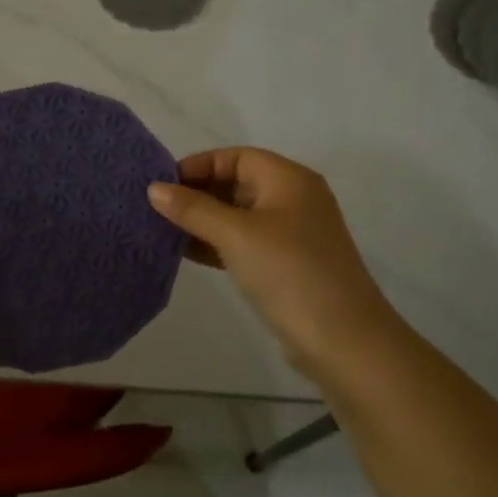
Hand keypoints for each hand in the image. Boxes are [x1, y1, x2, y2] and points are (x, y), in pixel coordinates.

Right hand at [148, 148, 397, 373]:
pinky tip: (186, 253)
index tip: (163, 183)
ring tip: (163, 230)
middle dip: (197, 193)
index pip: (237, 156)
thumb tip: (154, 188)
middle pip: (237, 183)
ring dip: (203, 221)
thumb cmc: (289, 272)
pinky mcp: (287, 265)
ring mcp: (292, 234)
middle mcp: (293, 199)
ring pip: (238, 216)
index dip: (199, 165)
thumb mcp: (236, 235)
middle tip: (157, 208)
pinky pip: (244, 243)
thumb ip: (193, 209)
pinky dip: (217, 244)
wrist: (344, 340)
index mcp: (289, 179)